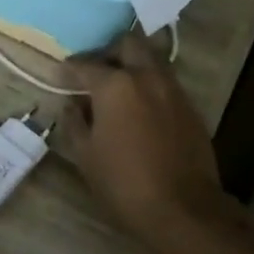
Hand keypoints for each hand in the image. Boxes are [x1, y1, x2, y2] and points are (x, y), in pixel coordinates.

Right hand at [62, 33, 232, 247]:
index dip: (70, 68)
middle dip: (109, 51)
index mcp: (115, 85)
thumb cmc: (124, 183)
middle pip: (128, 44)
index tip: (62, 74)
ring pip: (152, 59)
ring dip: (133, 65)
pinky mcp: (191, 107)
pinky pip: (166, 82)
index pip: (86, 64)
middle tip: (96, 71)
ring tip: (119, 88)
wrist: (184, 209)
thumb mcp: (85, 156)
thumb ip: (74, 122)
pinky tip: (141, 108)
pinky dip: (150, 85)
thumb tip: (71, 105)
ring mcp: (173, 89)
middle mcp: (147, 76)